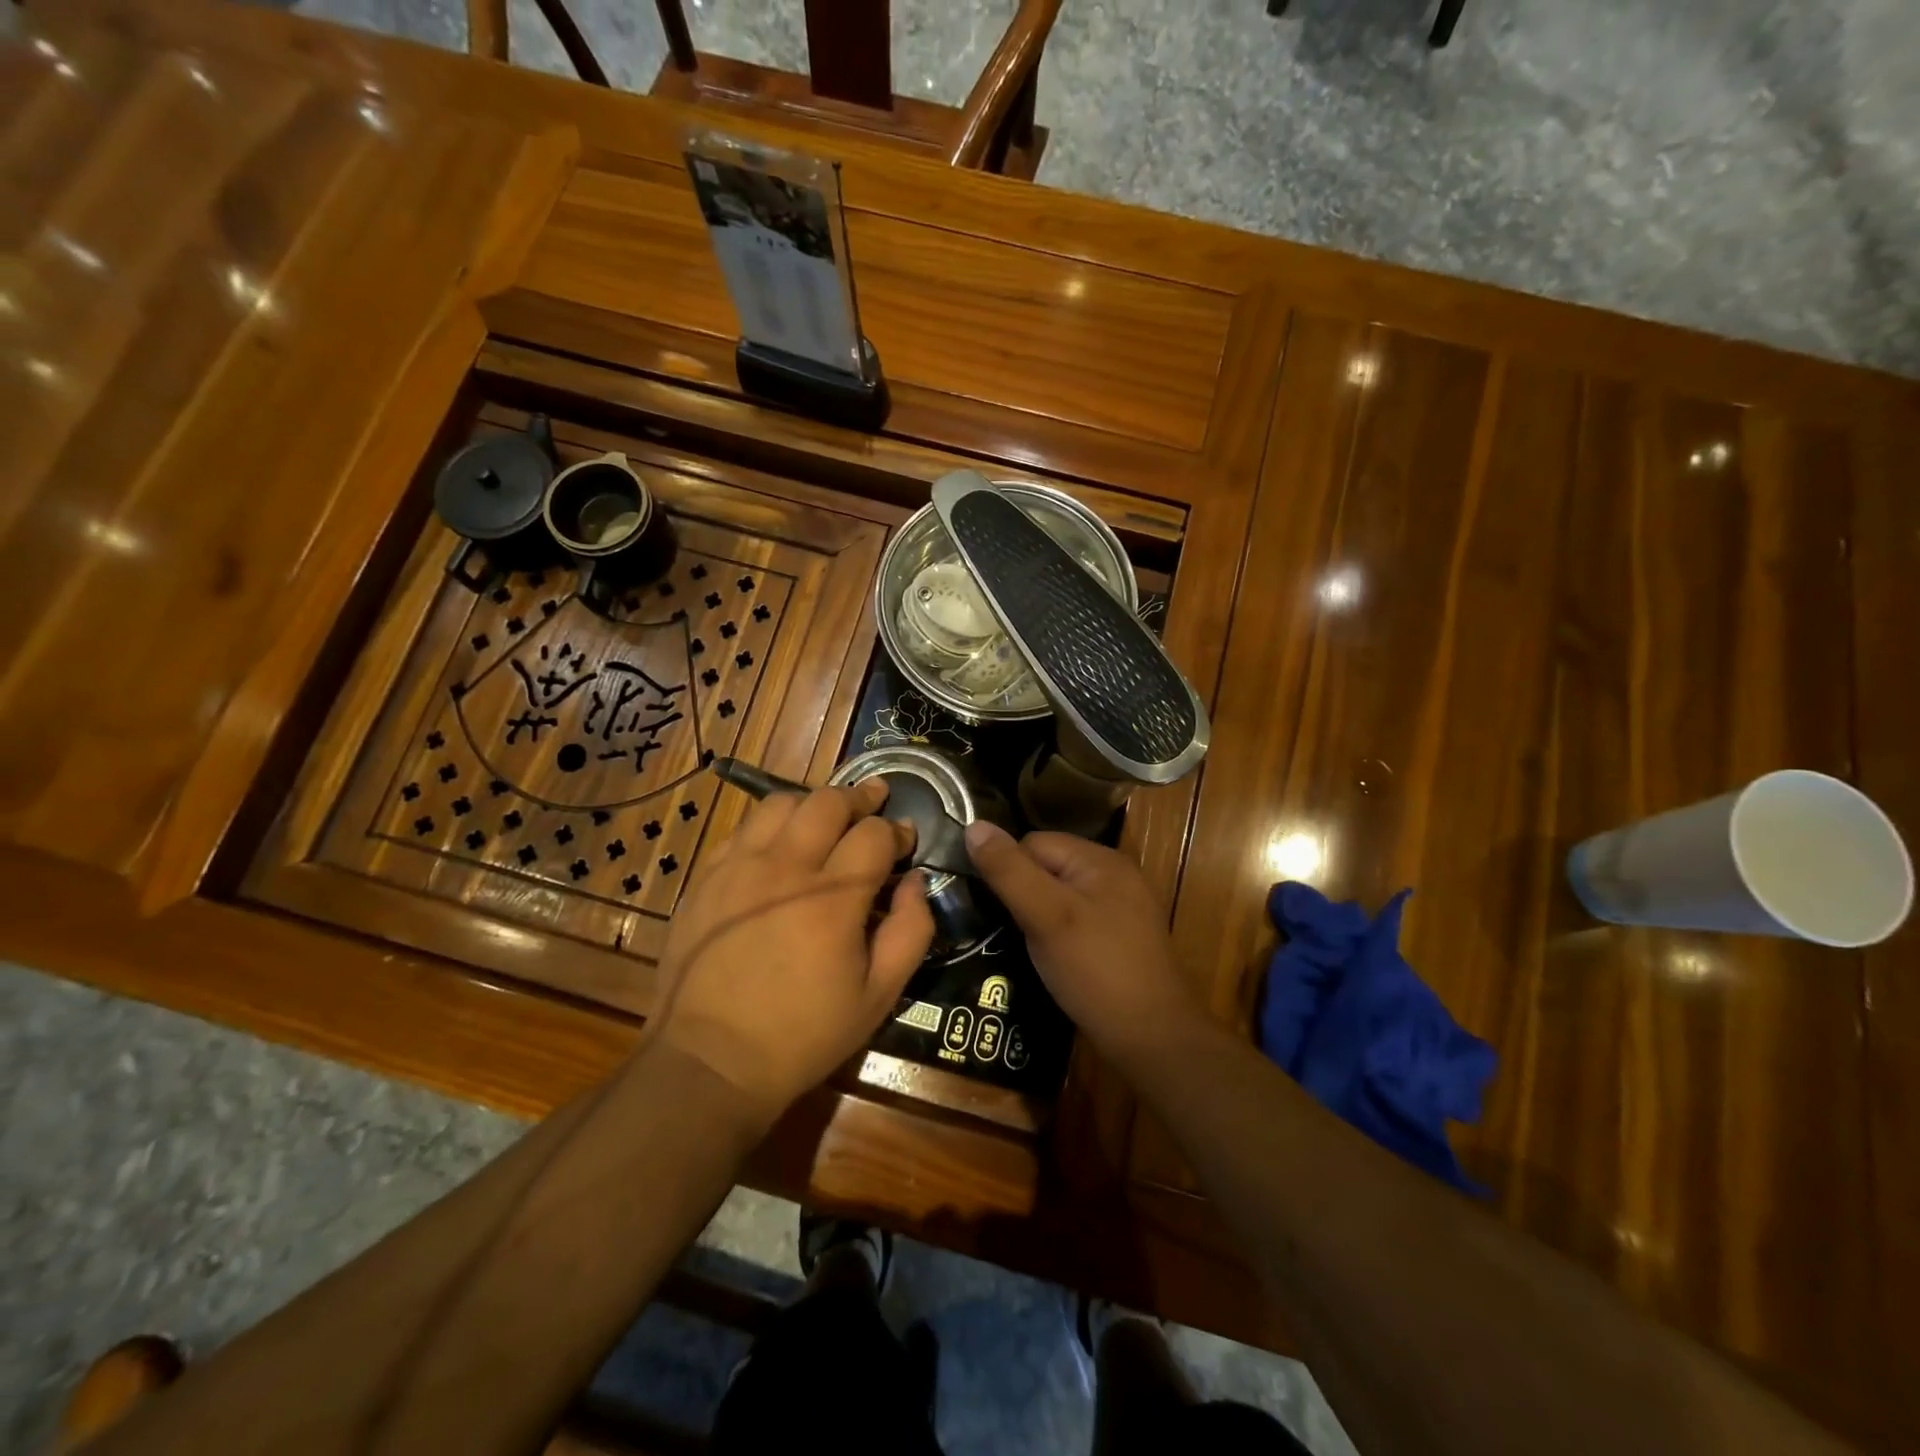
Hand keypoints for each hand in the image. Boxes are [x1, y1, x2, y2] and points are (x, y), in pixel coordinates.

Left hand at [654, 780, 934, 1121]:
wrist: (711, 1061)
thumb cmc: (804, 1034)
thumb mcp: (879, 995)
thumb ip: (911, 930)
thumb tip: (916, 881)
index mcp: (834, 898)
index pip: (874, 834)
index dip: (897, 830)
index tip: (906, 840)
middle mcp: (786, 868)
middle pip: (828, 802)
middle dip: (859, 798)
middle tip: (874, 803)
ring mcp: (739, 867)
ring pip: (781, 802)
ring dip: (813, 804)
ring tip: (826, 819)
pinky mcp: (706, 877)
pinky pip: (743, 828)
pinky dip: (770, 825)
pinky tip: (779, 844)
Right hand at [961, 821, 1202, 1064]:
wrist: (1153, 1039)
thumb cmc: (1096, 970)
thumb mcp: (1046, 916)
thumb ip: (1009, 871)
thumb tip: (973, 826)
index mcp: (1101, 859)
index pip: (1035, 842)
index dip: (1009, 869)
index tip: (995, 906)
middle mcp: (1115, 875)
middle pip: (1049, 866)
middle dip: (1023, 892)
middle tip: (1009, 929)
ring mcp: (1122, 908)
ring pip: (1061, 895)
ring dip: (1038, 915)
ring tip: (1025, 945)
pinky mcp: (1122, 939)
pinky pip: (1077, 919)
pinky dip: (1058, 933)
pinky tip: (1052, 959)